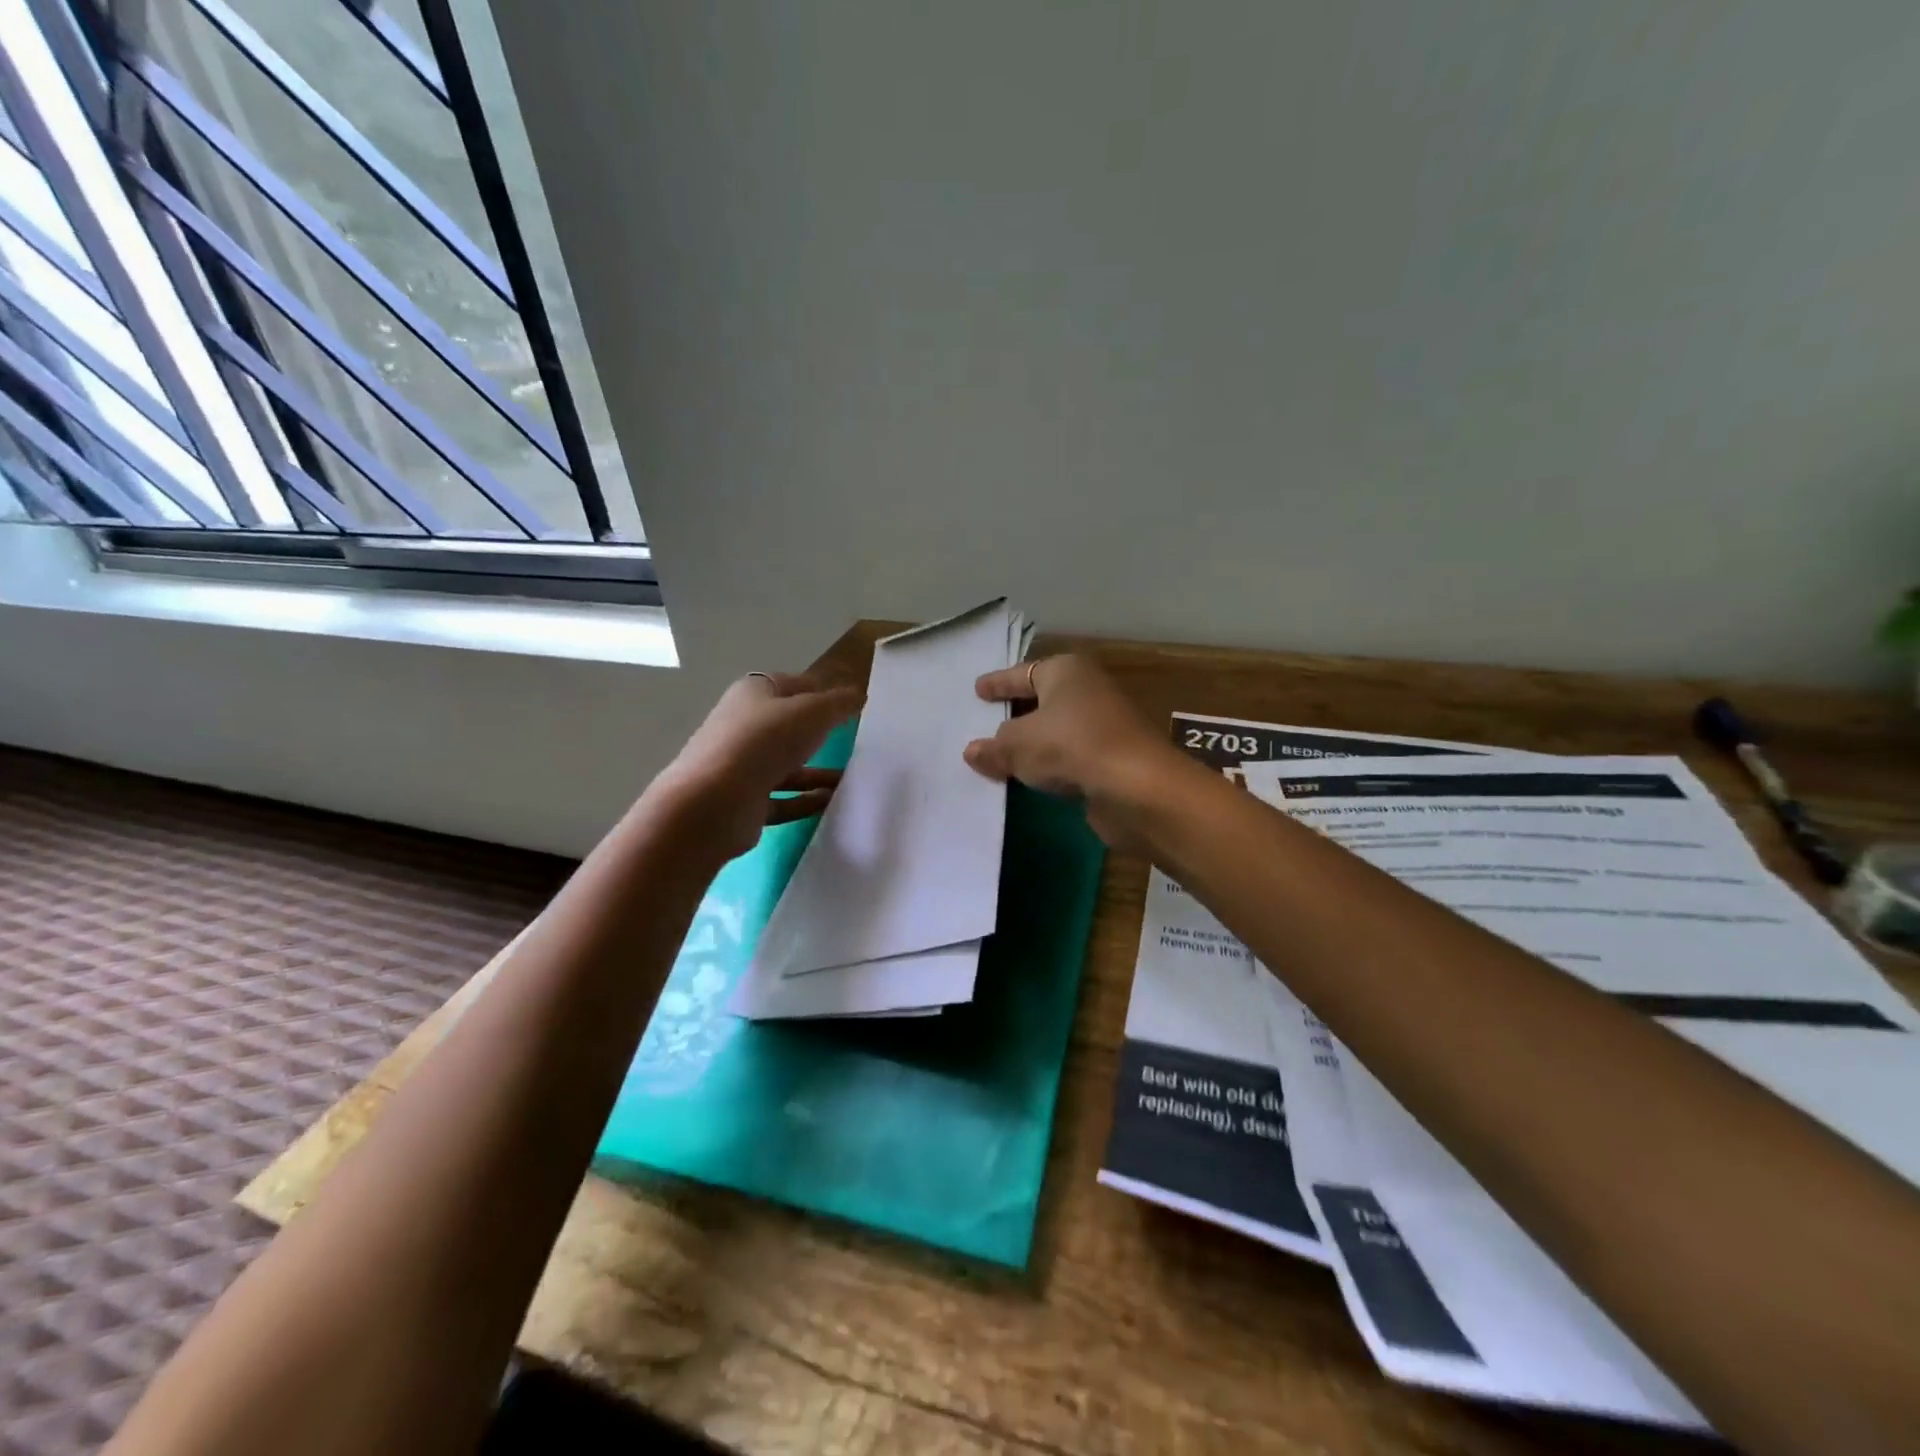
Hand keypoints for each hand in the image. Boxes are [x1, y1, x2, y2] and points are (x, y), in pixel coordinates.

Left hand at [657, 672, 862, 860]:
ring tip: (853, 778)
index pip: (794, 685)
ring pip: (787, 764)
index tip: (854, 704)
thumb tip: (859, 695)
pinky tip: (832, 803)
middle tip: (857, 741)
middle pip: (789, 726)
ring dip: (818, 772)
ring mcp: (741, 765)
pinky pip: (783, 798)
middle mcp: (744, 725)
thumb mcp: (812, 712)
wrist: (715, 803)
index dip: (823, 691)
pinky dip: (806, 800)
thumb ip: (839, 703)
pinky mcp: (744, 801)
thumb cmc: (764, 742)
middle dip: (820, 732)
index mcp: (754, 693)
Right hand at [963, 655, 1176, 848]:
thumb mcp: (1018, 744)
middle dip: (1017, 713)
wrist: (1136, 787)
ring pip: (1058, 731)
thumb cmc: (1070, 746)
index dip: (999, 682)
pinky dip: (1052, 765)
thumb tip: (973, 751)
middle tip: (987, 722)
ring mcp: (1104, 726)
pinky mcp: (1113, 760)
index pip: (1023, 673)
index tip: (978, 689)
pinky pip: (1070, 757)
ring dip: (1035, 743)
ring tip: (1003, 756)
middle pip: (1043, 700)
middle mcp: (1089, 691)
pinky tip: (1032, 778)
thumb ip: (994, 747)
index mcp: (1066, 671)